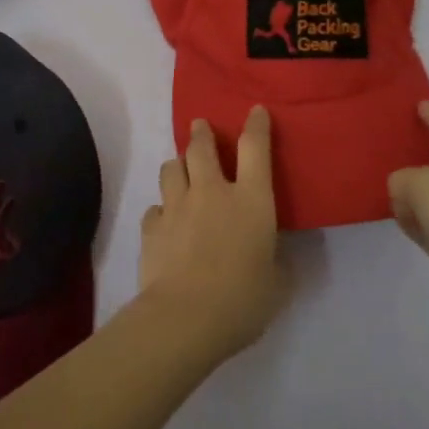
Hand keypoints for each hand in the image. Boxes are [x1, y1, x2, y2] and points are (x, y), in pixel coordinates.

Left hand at [138, 107, 287, 360]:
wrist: (184, 317)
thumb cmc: (243, 300)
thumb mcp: (277, 282)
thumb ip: (275, 259)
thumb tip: (271, 253)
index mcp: (250, 200)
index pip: (255, 148)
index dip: (256, 125)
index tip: (255, 111)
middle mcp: (211, 192)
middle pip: (201, 148)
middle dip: (201, 133)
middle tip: (200, 126)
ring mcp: (176, 206)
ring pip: (171, 169)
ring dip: (178, 165)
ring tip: (181, 169)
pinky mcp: (152, 227)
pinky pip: (156, 207)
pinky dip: (162, 209)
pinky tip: (166, 221)